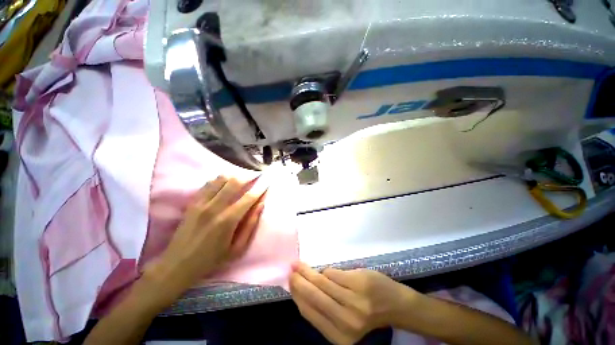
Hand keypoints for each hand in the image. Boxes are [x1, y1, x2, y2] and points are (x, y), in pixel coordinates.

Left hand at [147, 175, 267, 292]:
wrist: (178, 264)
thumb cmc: (212, 259)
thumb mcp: (237, 249)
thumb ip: (251, 225)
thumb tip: (261, 205)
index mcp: (228, 220)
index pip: (249, 197)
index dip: (260, 187)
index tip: (266, 181)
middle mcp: (215, 207)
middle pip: (235, 182)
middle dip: (248, 177)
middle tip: (255, 176)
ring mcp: (201, 203)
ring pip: (220, 179)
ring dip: (234, 176)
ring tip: (241, 178)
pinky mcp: (192, 203)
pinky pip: (208, 184)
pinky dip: (219, 180)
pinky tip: (224, 183)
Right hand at [290, 262, 416, 344]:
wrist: (394, 304)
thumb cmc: (365, 312)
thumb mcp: (342, 320)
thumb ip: (323, 309)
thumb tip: (302, 290)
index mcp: (338, 335)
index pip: (309, 312)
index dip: (297, 296)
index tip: (289, 283)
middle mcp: (345, 321)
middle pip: (313, 296)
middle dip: (299, 281)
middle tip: (291, 269)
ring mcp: (353, 301)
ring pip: (322, 282)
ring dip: (308, 272)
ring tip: (299, 265)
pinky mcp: (359, 284)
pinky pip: (333, 273)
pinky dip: (326, 271)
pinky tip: (323, 271)